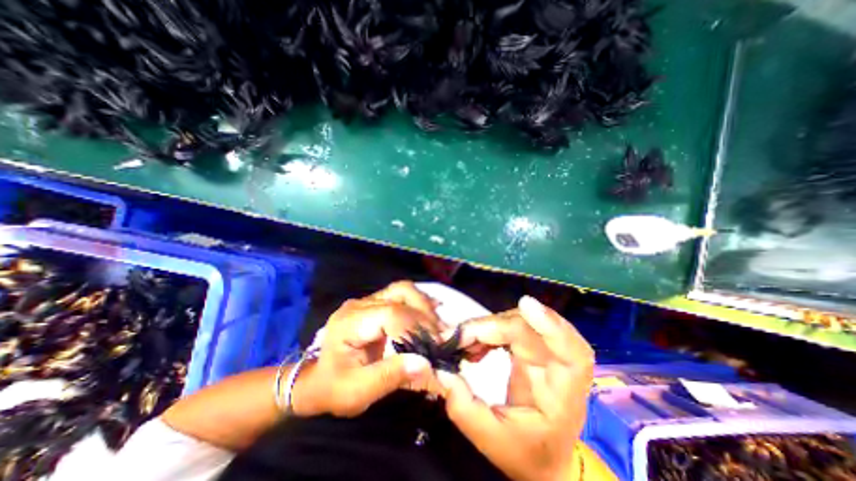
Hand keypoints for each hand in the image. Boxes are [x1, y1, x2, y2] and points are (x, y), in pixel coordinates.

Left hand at [293, 281, 441, 416]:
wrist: (315, 380)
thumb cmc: (332, 388)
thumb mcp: (357, 392)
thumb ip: (390, 376)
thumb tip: (426, 363)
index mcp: (351, 322)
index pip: (391, 313)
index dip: (416, 327)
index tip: (433, 347)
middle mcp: (360, 303)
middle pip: (401, 292)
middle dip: (425, 313)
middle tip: (439, 336)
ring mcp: (368, 301)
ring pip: (404, 289)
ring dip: (424, 306)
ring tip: (436, 327)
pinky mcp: (375, 304)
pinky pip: (402, 296)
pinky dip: (419, 304)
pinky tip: (429, 317)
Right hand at [437, 296, 592, 480]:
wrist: (542, 457)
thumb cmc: (526, 453)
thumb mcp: (492, 440)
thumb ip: (464, 407)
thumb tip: (441, 370)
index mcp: (564, 393)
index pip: (573, 352)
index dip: (552, 324)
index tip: (525, 304)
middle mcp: (557, 364)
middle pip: (529, 328)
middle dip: (491, 327)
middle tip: (458, 339)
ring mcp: (543, 352)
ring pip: (515, 322)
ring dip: (486, 327)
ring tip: (462, 344)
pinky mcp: (529, 347)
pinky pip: (507, 327)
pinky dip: (487, 331)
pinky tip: (473, 345)